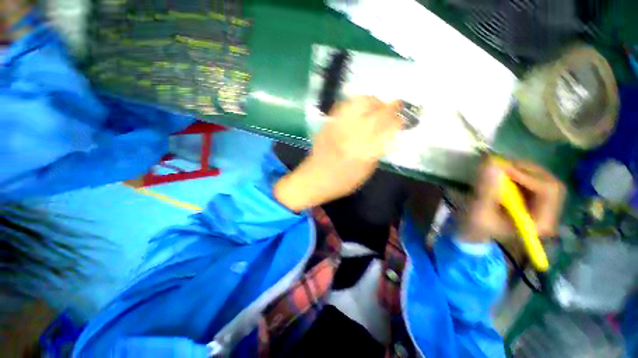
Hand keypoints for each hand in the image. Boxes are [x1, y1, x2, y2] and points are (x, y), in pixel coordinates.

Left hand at [275, 96, 402, 211]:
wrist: (313, 179)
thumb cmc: (341, 182)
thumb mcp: (365, 171)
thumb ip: (377, 151)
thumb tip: (389, 134)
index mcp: (363, 150)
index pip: (387, 126)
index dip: (399, 119)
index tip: (405, 118)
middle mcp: (351, 134)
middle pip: (377, 110)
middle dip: (391, 106)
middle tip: (395, 110)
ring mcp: (337, 126)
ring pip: (361, 101)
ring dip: (374, 102)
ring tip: (377, 108)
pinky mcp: (328, 123)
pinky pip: (346, 104)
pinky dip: (358, 103)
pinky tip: (360, 110)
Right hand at [459, 159, 565, 241]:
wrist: (475, 231)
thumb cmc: (477, 226)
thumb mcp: (478, 211)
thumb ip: (486, 190)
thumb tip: (491, 163)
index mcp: (538, 223)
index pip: (547, 192)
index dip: (527, 176)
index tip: (502, 167)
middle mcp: (548, 214)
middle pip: (550, 183)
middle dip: (526, 171)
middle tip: (501, 166)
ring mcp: (544, 206)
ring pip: (544, 179)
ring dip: (522, 170)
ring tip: (499, 170)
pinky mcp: (536, 200)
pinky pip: (536, 180)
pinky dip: (520, 173)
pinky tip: (504, 175)